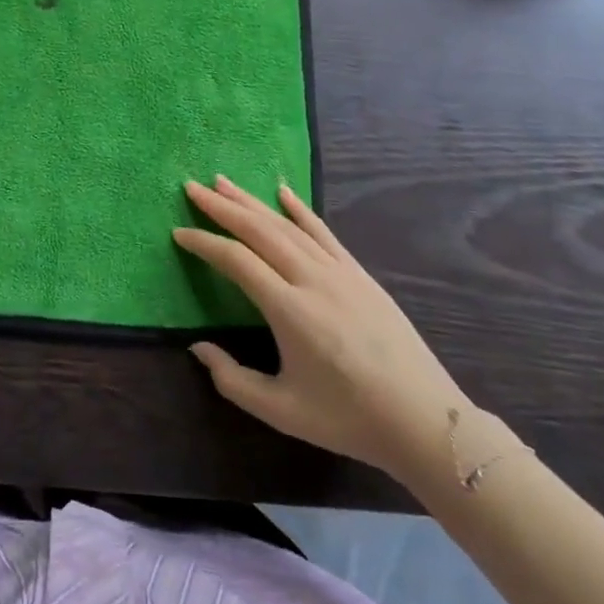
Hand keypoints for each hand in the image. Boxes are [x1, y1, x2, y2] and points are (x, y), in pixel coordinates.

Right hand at [174, 176, 468, 484]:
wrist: (425, 420)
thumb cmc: (348, 419)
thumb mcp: (282, 412)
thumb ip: (233, 380)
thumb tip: (198, 348)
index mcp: (289, 310)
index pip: (236, 260)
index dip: (204, 243)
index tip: (179, 232)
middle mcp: (311, 279)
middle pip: (258, 230)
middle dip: (222, 206)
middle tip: (193, 187)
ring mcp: (339, 271)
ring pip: (287, 224)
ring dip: (252, 201)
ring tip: (223, 182)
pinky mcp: (359, 273)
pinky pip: (323, 231)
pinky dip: (299, 209)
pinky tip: (282, 191)